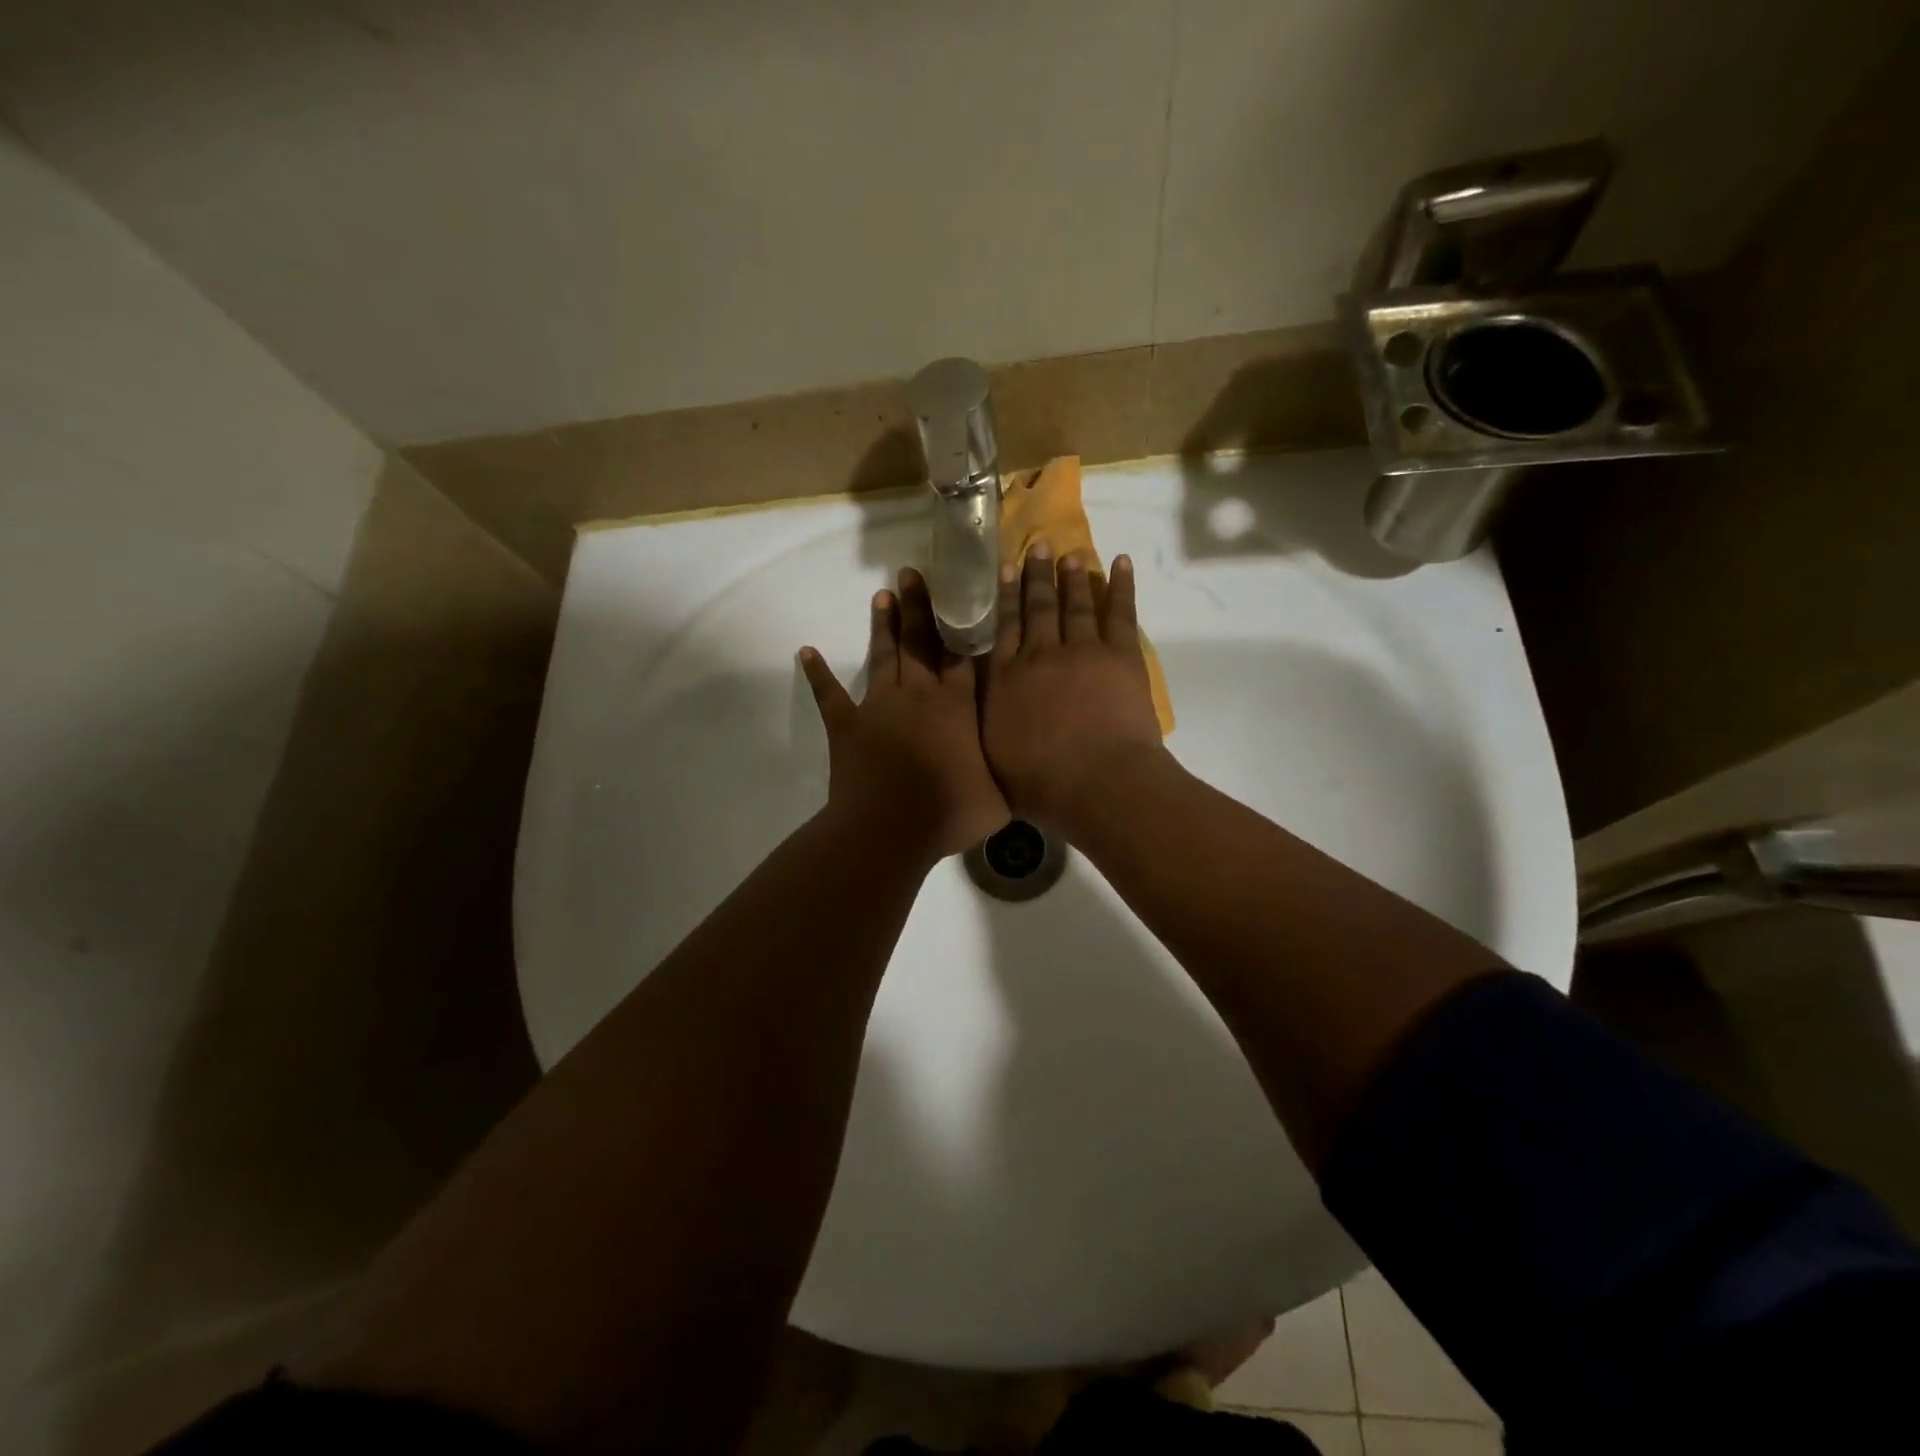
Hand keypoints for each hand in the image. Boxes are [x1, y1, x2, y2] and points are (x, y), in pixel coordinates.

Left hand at [800, 569, 1009, 862]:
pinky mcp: (847, 725)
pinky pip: (830, 695)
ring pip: (883, 656)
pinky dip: (818, 674)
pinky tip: (806, 653)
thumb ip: (1009, 775)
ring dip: (883, 626)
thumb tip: (1026, 769)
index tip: (960, 596)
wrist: (892, 829)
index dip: (961, 625)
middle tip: (911, 573)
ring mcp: (880, 706)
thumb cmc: (951, 813)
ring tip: (882, 595)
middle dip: (918, 606)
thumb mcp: (999, 798)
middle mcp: (919, 694)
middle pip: (920, 641)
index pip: (961, 656)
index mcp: (957, 706)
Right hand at [982, 546, 1168, 833]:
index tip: (1005, 569)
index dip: (1004, 597)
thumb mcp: (994, 757)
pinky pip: (1120, 612)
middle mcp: (1039, 655)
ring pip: (1075, 604)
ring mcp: (1082, 650)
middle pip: (1037, 608)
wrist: (1097, 783)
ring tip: (1070, 554)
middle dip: (1036, 576)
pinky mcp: (1120, 655)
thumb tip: (976, 708)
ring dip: (1073, 577)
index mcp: (1006, 680)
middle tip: (1038, 546)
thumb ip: (986, 725)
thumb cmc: (1041, 784)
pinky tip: (1121, 563)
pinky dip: (1122, 586)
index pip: (1002, 629)